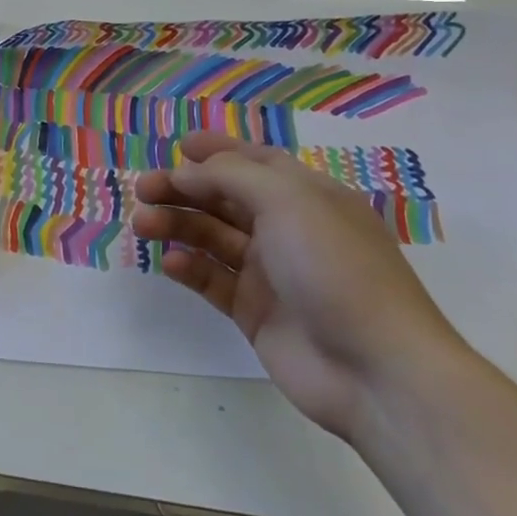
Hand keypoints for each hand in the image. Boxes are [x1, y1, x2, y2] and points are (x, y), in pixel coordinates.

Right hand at [132, 133, 469, 440]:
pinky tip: (173, 263)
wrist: (374, 369)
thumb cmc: (336, 268)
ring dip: (177, 225)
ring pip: (212, 238)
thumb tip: (186, 171)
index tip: (178, 146)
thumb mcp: (287, 201)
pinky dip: (190, 268)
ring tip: (143, 225)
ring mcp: (270, 273)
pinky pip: (213, 280)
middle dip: (183, 188)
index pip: (257, 162)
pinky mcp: (254, 312)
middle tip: (143, 189)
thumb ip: (230, 176)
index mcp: (307, 197)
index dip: (219, 151)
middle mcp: (288, 229)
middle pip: (224, 198)